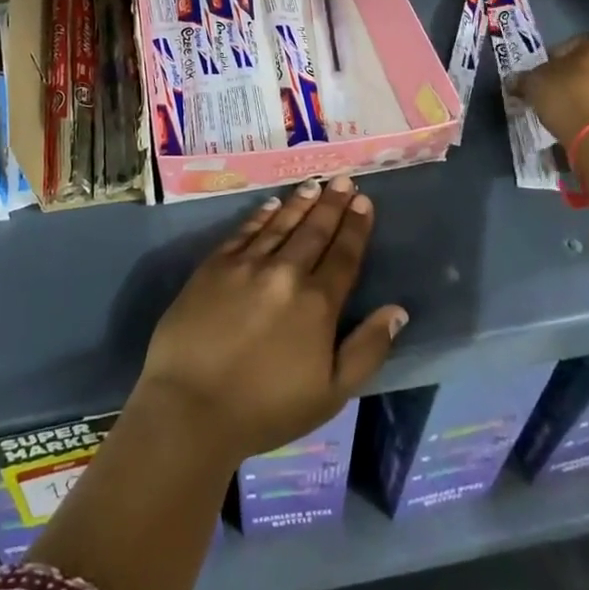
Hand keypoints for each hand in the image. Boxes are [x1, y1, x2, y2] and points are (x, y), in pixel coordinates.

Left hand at [133, 178, 406, 464]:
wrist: (191, 406)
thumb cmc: (266, 409)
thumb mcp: (331, 393)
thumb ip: (367, 349)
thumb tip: (397, 310)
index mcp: (317, 304)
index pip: (344, 255)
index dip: (355, 227)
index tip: (363, 201)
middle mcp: (285, 273)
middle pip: (314, 231)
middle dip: (332, 204)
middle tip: (343, 179)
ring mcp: (247, 264)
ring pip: (280, 224)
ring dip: (300, 203)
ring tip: (314, 185)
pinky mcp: (214, 265)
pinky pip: (244, 231)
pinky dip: (261, 215)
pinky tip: (271, 205)